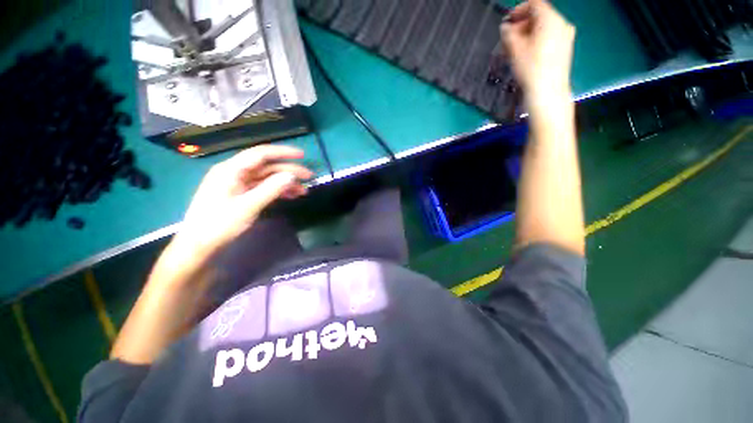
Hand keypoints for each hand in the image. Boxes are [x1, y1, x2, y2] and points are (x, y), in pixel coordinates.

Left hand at [174, 145, 312, 257]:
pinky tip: (291, 196)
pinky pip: (263, 188)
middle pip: (267, 166)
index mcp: (231, 170)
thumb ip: (271, 189)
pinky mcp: (241, 194)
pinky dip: (278, 191)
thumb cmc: (219, 224)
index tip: (302, 155)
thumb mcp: (248, 206)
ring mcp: (238, 184)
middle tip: (309, 177)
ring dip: (286, 183)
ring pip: (267, 178)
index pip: (261, 154)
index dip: (283, 152)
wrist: (199, 245)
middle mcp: (235, 173)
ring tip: (303, 191)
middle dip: (289, 170)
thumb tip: (291, 175)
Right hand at [501, 0, 575, 109]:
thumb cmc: (531, 68)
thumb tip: (505, 27)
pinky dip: (537, 41)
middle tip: (508, 39)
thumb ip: (508, 34)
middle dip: (522, 25)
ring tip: (515, 49)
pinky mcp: (565, 49)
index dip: (518, 10)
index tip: (506, 23)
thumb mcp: (515, 49)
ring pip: (544, 28)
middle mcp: (562, 23)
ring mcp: (566, 36)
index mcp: (551, 19)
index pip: (534, 4)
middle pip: (540, 16)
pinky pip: (549, 38)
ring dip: (528, 35)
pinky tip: (527, 55)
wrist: (548, 91)